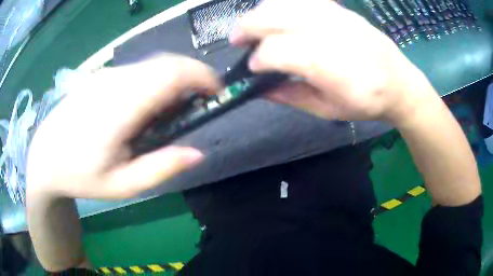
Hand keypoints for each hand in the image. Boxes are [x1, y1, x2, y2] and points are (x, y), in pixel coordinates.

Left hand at [26, 54, 219, 198]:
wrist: (45, 157)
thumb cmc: (80, 176)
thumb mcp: (122, 186)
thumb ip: (160, 168)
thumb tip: (198, 152)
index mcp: (118, 109)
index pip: (170, 73)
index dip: (201, 75)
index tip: (215, 92)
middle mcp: (112, 81)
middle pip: (165, 63)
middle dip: (191, 77)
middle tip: (194, 106)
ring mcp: (104, 75)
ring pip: (152, 64)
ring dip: (171, 80)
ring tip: (166, 112)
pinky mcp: (100, 75)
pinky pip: (137, 70)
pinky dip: (153, 81)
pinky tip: (142, 107)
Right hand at [231, 0, 436, 124]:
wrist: (400, 84)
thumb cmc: (367, 102)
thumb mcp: (328, 110)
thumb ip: (292, 97)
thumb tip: (260, 89)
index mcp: (329, 65)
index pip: (276, 51)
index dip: (257, 59)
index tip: (251, 69)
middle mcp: (330, 33)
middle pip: (274, 17)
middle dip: (247, 27)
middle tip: (237, 40)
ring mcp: (336, 16)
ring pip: (285, 3)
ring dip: (261, 12)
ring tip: (254, 25)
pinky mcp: (341, 9)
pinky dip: (283, 4)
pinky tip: (279, 14)